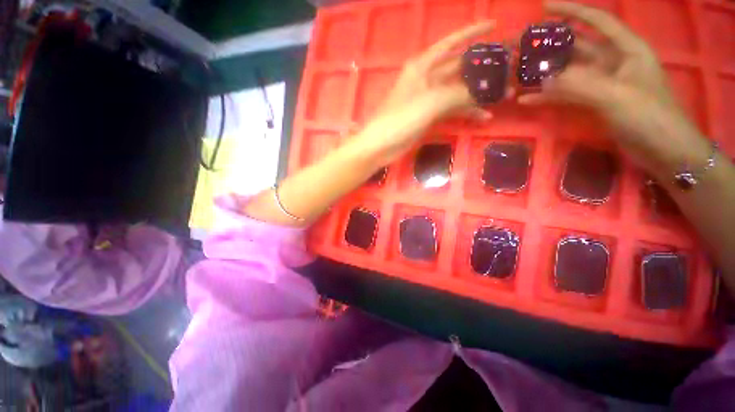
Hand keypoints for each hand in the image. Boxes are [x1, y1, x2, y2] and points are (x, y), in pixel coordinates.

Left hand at [360, 21, 497, 164]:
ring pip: (457, 91)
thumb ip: (460, 94)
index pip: (451, 42)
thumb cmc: (400, 119)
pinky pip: (451, 110)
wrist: (380, 145)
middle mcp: (426, 78)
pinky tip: (482, 116)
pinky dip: (465, 112)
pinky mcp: (428, 116)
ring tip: (503, 96)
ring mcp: (427, 99)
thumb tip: (488, 90)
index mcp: (423, 65)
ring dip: (477, 94)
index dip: (472, 32)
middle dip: (482, 68)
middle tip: (509, 69)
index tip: (495, 25)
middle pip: (458, 68)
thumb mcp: (431, 102)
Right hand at [519, 1, 710, 177]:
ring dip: (545, 74)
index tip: (544, 8)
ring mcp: (602, 84)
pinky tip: (527, 99)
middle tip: (522, 47)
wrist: (663, 151)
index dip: (572, 11)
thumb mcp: (617, 97)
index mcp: (626, 49)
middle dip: (551, 46)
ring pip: (568, 73)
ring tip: (518, 73)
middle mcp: (613, 62)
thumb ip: (580, 85)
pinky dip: (548, 96)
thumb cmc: (650, 118)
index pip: (597, 21)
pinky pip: (566, 95)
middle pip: (577, 48)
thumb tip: (543, 80)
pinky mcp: (594, 103)